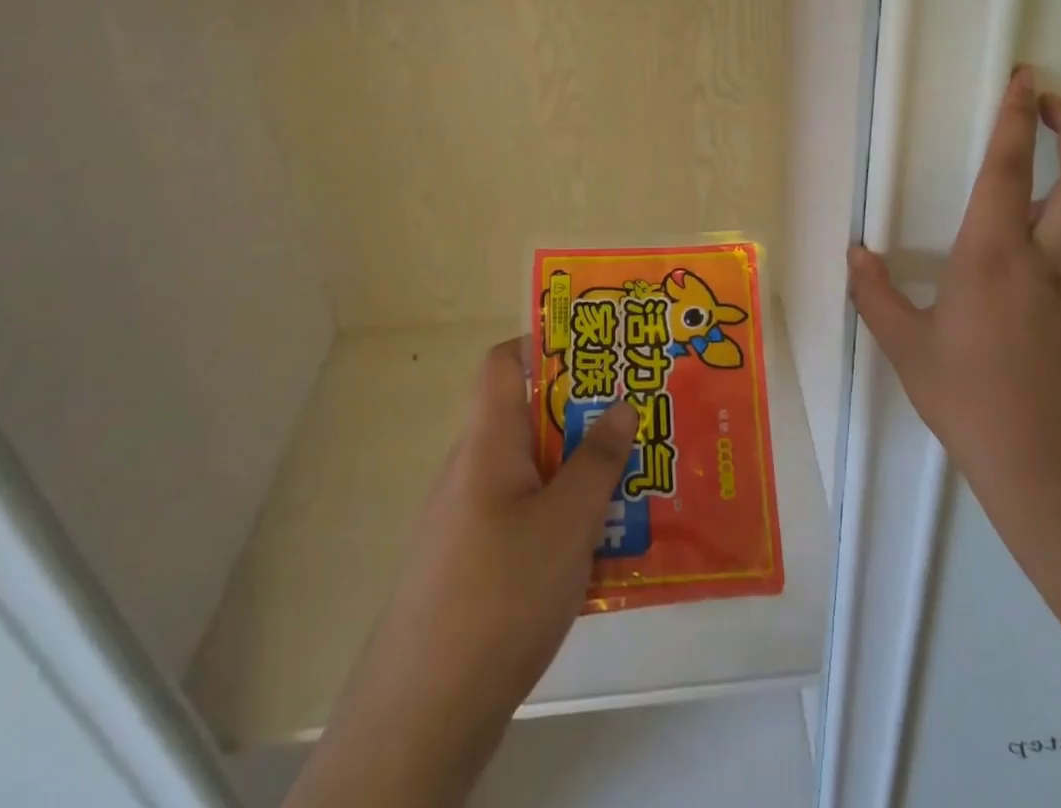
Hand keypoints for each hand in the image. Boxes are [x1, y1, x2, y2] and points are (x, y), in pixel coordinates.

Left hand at [286, 341, 636, 807]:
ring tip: (635, 486)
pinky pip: (525, 521)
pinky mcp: (472, 567)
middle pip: (529, 420)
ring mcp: (468, 521)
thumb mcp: (568, 521)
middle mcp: (472, 471)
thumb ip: (597, 459)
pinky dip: (562, 522)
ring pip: (533, 475)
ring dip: (579, 475)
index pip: (503, 364)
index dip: (545, 344)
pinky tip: (603, 553)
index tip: (597, 351)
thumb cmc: (501, 594)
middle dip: (583, 418)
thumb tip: (619, 403)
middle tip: (637, 422)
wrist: (423, 716)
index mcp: (487, 443)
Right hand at [847, 65, 1060, 525]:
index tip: (1026, 79)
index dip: (1018, 116)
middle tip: (1056, 103)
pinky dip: (1056, 249)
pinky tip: (1022, 292)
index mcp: (994, 258)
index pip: (1009, 169)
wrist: (1055, 474)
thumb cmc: (971, 402)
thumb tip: (856, 256)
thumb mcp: (908, 349)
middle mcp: (1048, 262)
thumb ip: (876, 296)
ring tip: (1027, 188)